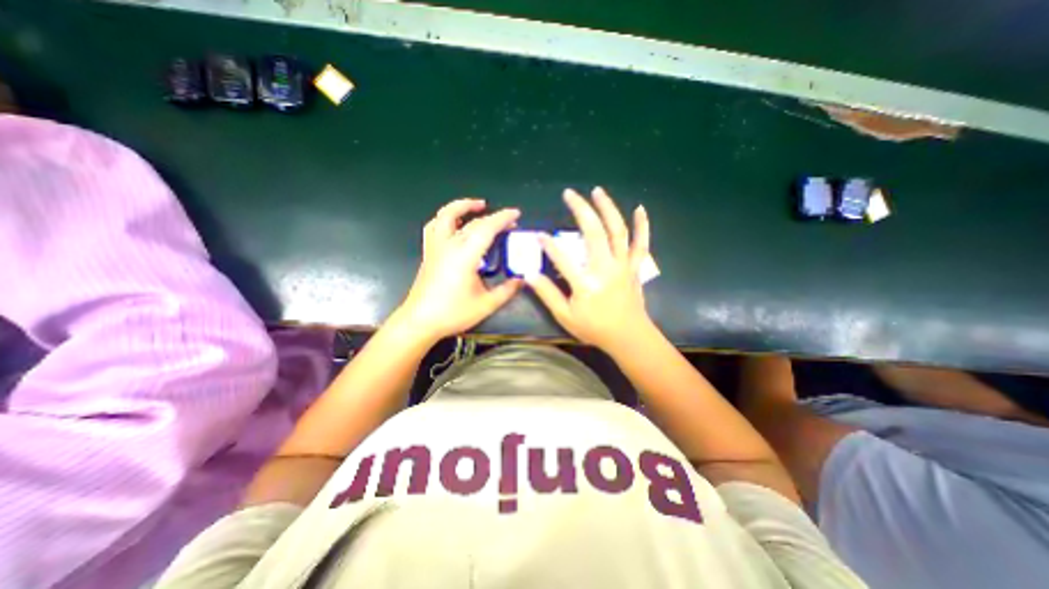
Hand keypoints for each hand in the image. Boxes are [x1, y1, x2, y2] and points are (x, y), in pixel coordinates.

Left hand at [395, 198, 522, 343]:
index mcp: (465, 256)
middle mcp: (449, 246)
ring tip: (477, 206)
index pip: (486, 228)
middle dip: (493, 217)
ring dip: (462, 206)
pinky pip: (434, 226)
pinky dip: (445, 218)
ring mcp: (436, 247)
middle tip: (508, 221)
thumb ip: (506, 290)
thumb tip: (521, 280)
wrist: (420, 321)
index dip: (503, 218)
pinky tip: (454, 223)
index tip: (516, 214)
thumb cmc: (452, 313)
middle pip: (471, 222)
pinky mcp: (429, 252)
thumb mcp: (486, 305)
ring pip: (445, 216)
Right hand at [528, 187, 652, 349]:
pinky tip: (639, 208)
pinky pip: (641, 243)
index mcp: (586, 283)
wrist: (629, 337)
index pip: (562, 258)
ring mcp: (623, 265)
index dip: (549, 245)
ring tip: (597, 191)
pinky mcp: (635, 267)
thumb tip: (528, 275)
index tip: (539, 235)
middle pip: (594, 232)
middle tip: (569, 194)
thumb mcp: (566, 316)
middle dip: (581, 209)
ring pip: (617, 231)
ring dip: (607, 208)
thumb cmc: (595, 329)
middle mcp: (606, 268)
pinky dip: (642, 225)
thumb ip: (547, 294)